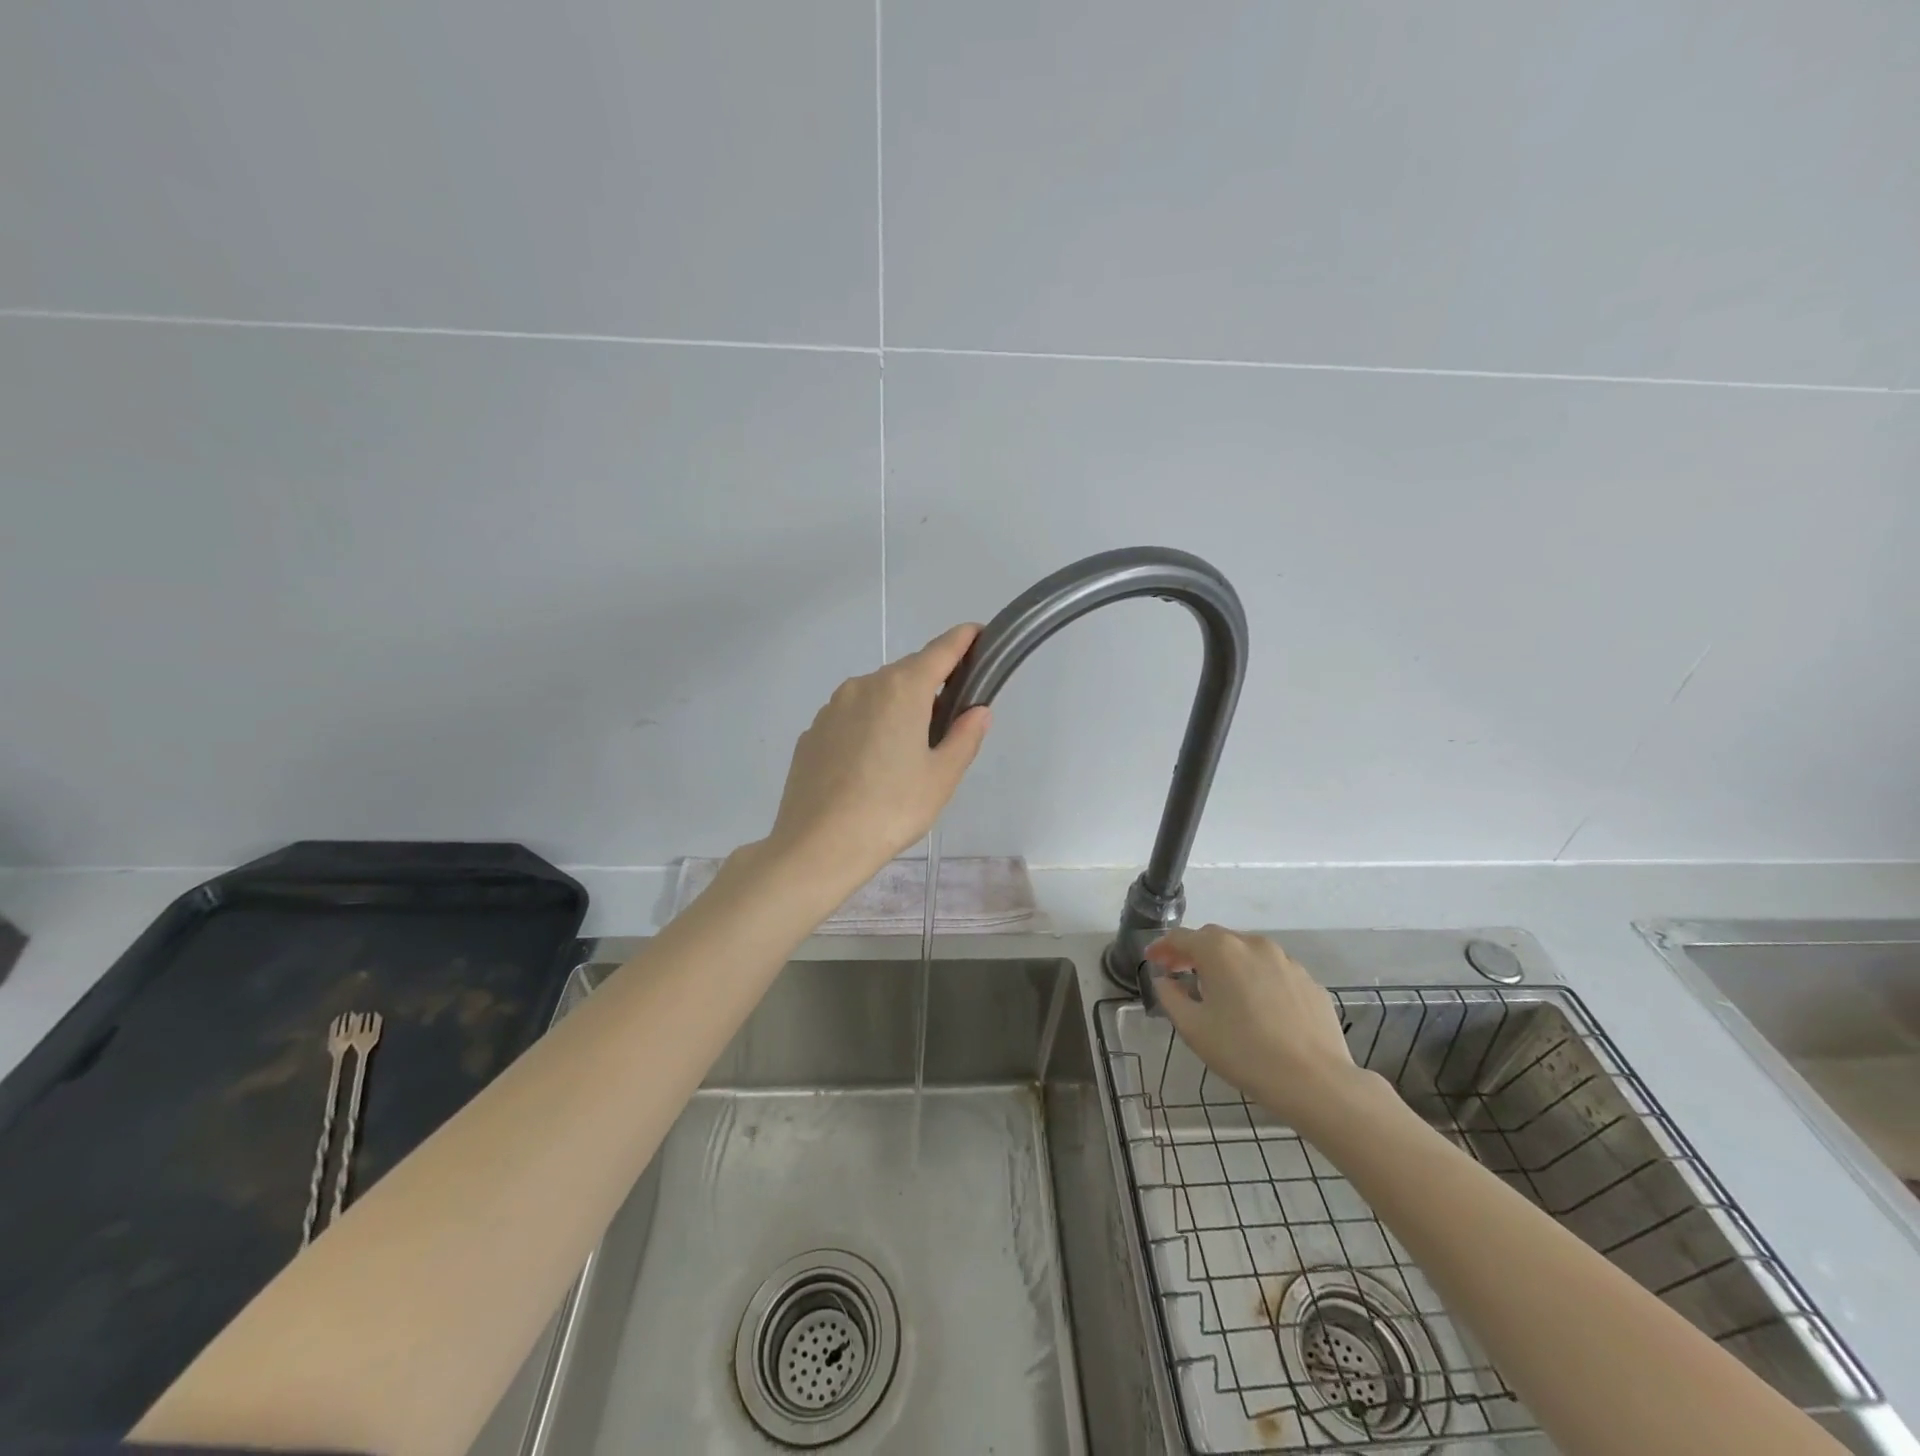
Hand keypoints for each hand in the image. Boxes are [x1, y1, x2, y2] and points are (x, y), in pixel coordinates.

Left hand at [766, 625, 992, 882]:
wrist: (818, 845)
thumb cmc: (891, 809)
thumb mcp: (941, 777)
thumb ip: (965, 737)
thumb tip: (977, 710)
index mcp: (902, 689)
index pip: (941, 650)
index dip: (963, 639)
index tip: (978, 634)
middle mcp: (863, 685)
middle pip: (907, 673)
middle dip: (930, 685)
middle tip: (947, 721)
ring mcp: (831, 708)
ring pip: (875, 695)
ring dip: (896, 708)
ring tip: (905, 753)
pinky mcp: (812, 732)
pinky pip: (850, 718)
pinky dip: (867, 727)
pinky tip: (869, 767)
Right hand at [1145, 926, 1370, 1135]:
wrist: (1316, 1081)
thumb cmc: (1244, 1052)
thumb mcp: (1193, 1028)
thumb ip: (1171, 997)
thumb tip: (1165, 980)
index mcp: (1220, 950)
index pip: (1181, 937)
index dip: (1163, 947)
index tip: (1152, 960)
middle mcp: (1253, 944)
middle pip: (1214, 939)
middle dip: (1193, 952)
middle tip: (1179, 973)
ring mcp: (1286, 961)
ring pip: (1246, 953)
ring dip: (1227, 964)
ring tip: (1219, 990)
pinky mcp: (1309, 982)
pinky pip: (1273, 972)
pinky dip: (1256, 979)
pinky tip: (1256, 1006)